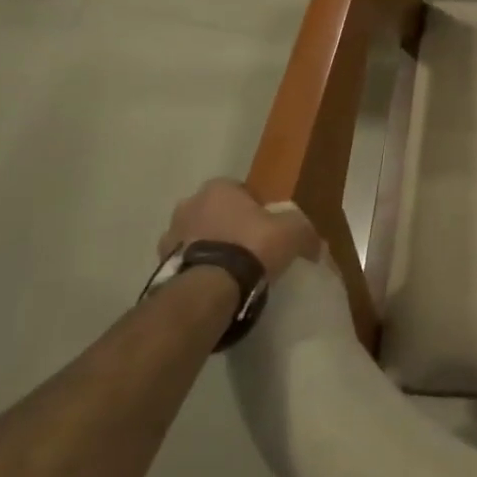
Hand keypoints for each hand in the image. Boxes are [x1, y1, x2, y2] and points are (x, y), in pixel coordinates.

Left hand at [158, 178, 320, 280]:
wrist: (210, 289)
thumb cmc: (252, 246)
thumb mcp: (292, 232)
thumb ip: (305, 232)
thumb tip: (316, 245)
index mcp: (218, 188)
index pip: (240, 191)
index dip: (255, 208)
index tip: (267, 228)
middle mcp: (188, 204)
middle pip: (215, 212)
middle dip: (228, 226)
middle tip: (249, 249)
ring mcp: (170, 236)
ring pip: (196, 237)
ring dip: (210, 248)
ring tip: (230, 272)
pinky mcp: (160, 266)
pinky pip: (186, 263)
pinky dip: (198, 270)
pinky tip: (215, 286)